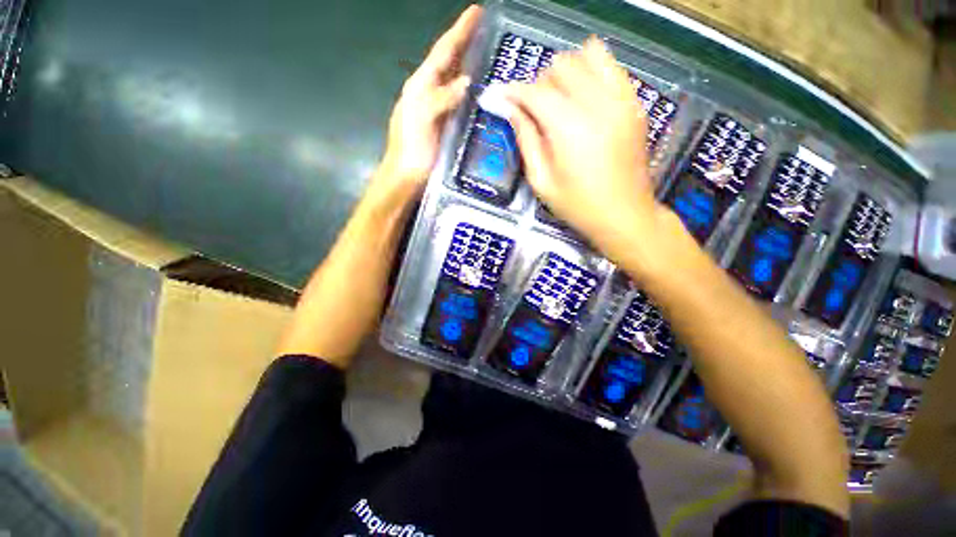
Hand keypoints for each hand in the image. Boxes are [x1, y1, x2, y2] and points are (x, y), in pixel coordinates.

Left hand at [374, 5, 482, 199]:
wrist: (407, 176)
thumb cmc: (412, 150)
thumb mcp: (422, 120)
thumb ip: (440, 99)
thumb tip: (465, 81)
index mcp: (421, 86)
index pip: (443, 52)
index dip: (459, 31)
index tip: (476, 11)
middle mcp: (429, 92)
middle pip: (449, 62)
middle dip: (466, 43)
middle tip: (487, 30)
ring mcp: (437, 109)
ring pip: (454, 80)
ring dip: (469, 64)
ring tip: (488, 54)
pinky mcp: (445, 124)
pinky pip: (460, 101)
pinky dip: (470, 91)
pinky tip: (480, 91)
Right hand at [504, 38, 667, 259]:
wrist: (625, 215)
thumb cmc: (578, 206)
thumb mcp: (542, 181)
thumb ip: (526, 140)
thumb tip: (511, 110)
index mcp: (569, 128)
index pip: (534, 91)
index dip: (512, 91)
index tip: (499, 96)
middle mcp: (597, 104)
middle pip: (561, 66)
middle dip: (539, 83)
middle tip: (533, 110)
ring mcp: (621, 99)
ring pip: (588, 56)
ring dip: (566, 72)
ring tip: (559, 100)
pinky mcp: (634, 103)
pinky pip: (611, 67)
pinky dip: (592, 71)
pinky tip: (583, 96)